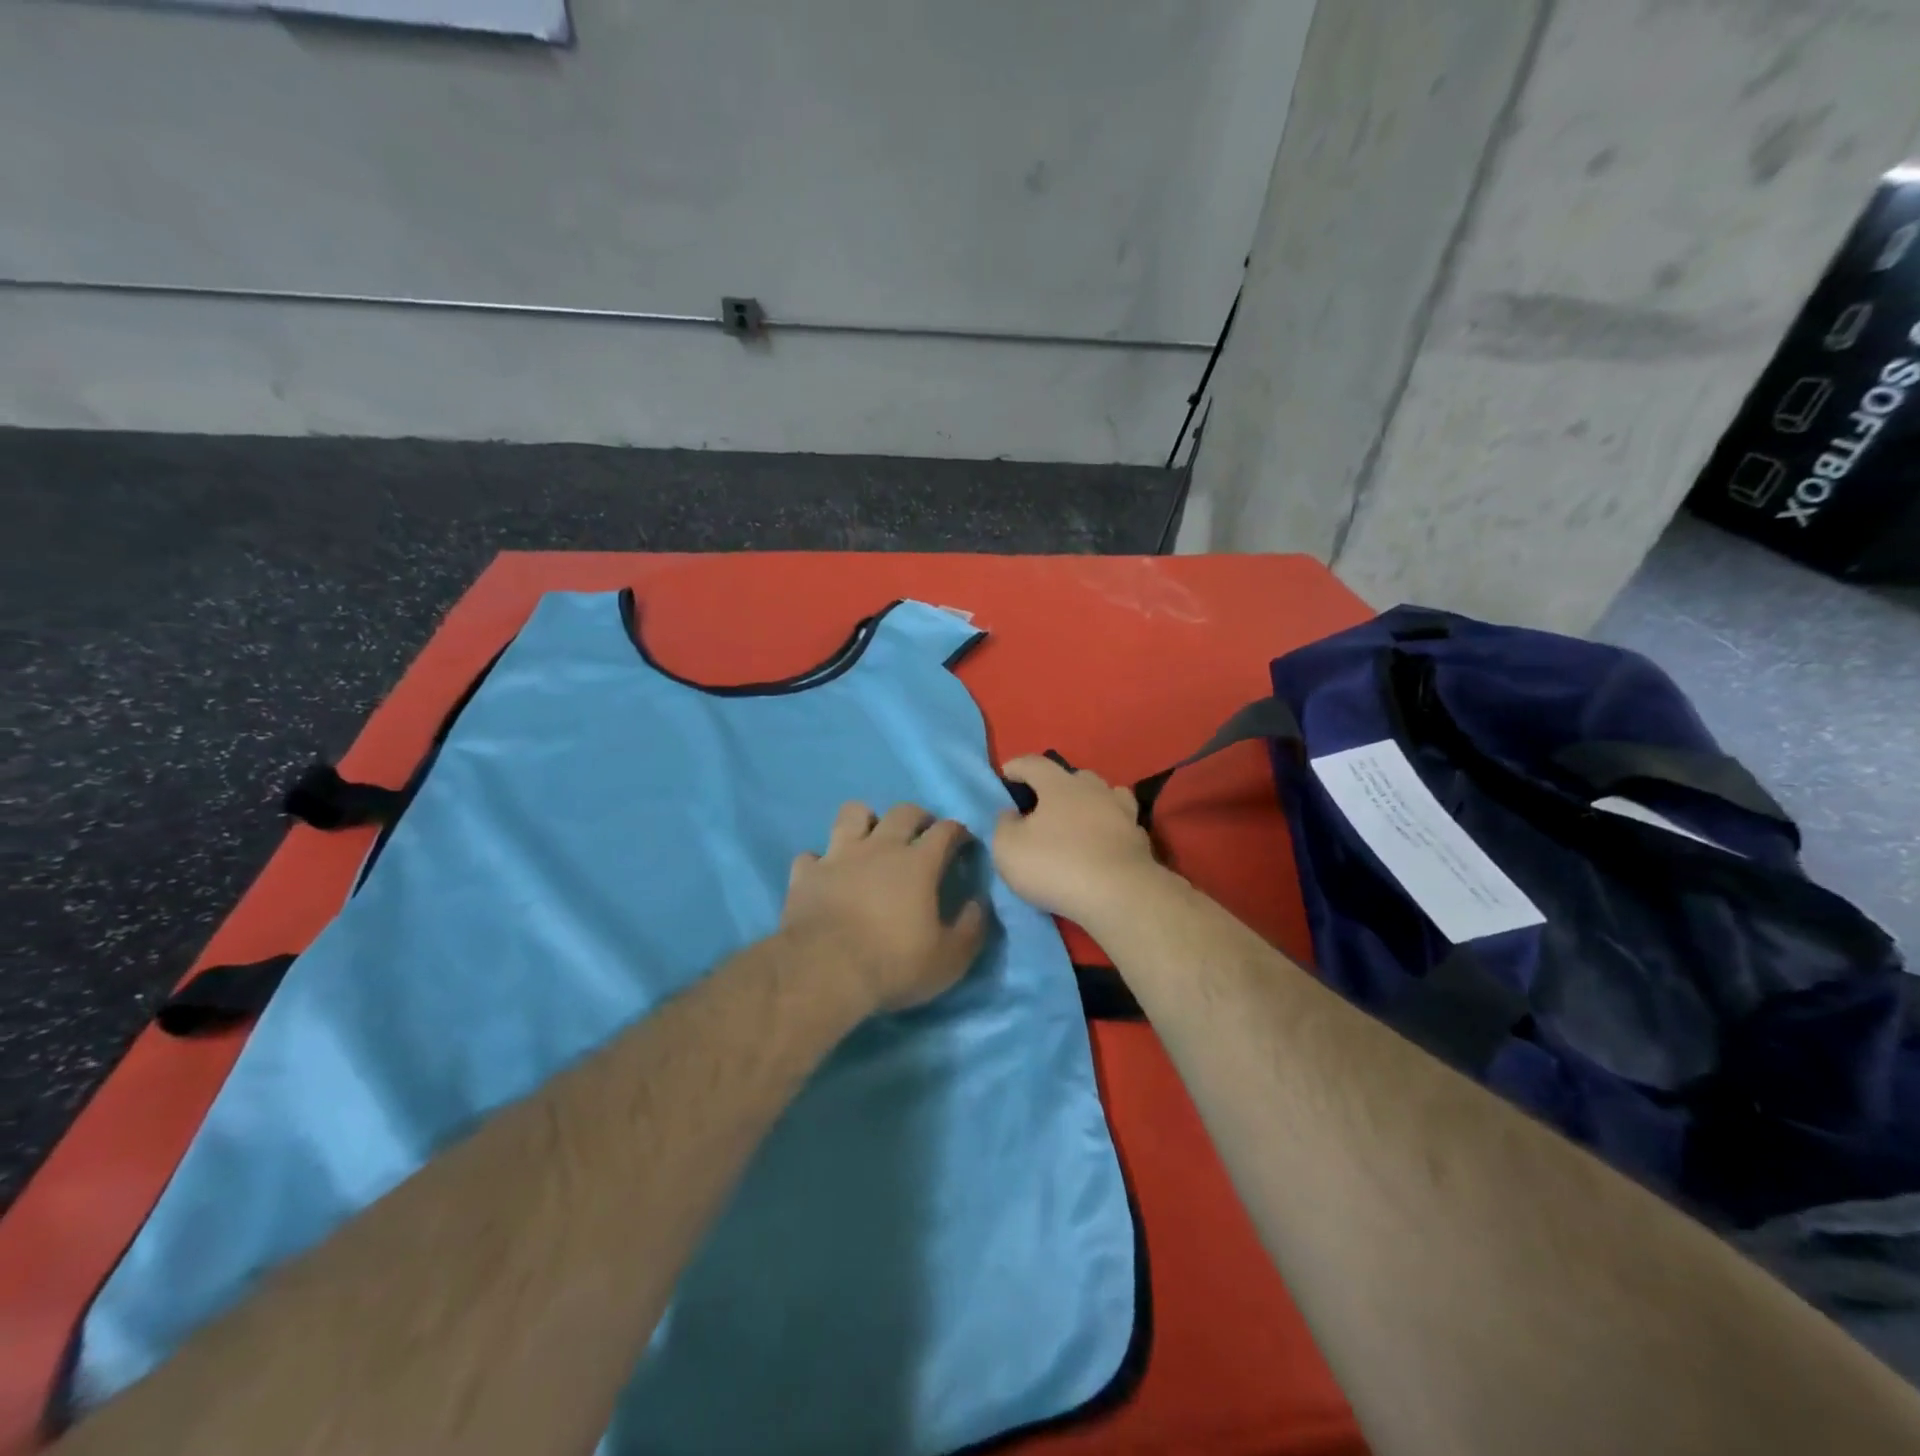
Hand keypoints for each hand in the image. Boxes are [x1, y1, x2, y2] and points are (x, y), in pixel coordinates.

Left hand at [782, 801, 988, 1015]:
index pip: (946, 830)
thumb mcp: (950, 958)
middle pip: (903, 811)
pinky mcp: (806, 874)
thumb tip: (978, 903)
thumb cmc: (894, 964)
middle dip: (919, 817)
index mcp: (918, 863)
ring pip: (852, 813)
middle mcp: (880, 847)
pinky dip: (820, 862)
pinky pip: (811, 855)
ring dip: (865, 820)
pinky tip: (826, 875)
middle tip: (923, 835)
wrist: (825, 971)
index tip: (964, 843)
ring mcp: (839, 856)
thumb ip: (971, 928)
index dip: (959, 832)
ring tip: (870, 839)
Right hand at [993, 756, 1165, 927]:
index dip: (1017, 766)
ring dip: (1090, 804)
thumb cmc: (1055, 865)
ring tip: (1078, 822)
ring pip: (1105, 796)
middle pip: (1074, 777)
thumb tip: (1012, 815)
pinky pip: (1122, 826)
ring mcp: (1122, 813)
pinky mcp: (1140, 840)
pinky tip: (1104, 845)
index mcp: (1059, 785)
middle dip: (1057, 786)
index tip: (1006, 775)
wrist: (1119, 896)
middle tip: (1043, 807)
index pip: (1034, 763)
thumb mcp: (1008, 848)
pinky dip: (1110, 830)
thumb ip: (1004, 825)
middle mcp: (1094, 790)